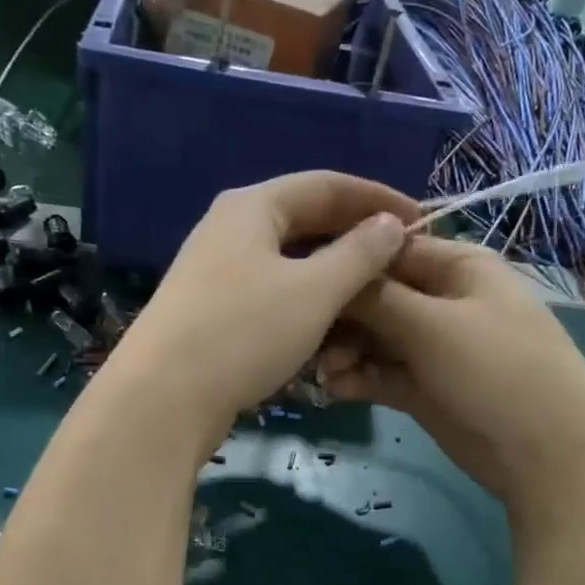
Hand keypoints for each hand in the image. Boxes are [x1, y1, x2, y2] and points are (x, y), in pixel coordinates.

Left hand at [108, 172, 418, 448]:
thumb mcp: (314, 291)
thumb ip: (358, 254)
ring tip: (372, 299)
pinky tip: (328, 330)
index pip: (327, 185)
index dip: (377, 199)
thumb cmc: (244, 332)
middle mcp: (229, 230)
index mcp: (252, 207)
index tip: (421, 221)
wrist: (162, 400)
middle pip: (305, 222)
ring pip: (288, 264)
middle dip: (355, 240)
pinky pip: (270, 296)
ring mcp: (215, 273)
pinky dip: (304, 306)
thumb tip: (390, 224)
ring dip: (332, 278)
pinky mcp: (210, 313)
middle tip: (400, 262)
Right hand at [319, 237, 584, 520]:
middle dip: (342, 316)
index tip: (302, 279)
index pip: (389, 249)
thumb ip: (377, 297)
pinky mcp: (423, 387)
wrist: (546, 457)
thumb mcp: (434, 325)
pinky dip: (358, 378)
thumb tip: (332, 269)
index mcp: (457, 267)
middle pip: (376, 296)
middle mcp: (442, 300)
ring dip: (345, 352)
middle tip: (309, 342)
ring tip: (325, 374)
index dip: (346, 262)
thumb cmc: (496, 371)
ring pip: (374, 338)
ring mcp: (433, 346)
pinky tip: (336, 391)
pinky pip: (381, 373)